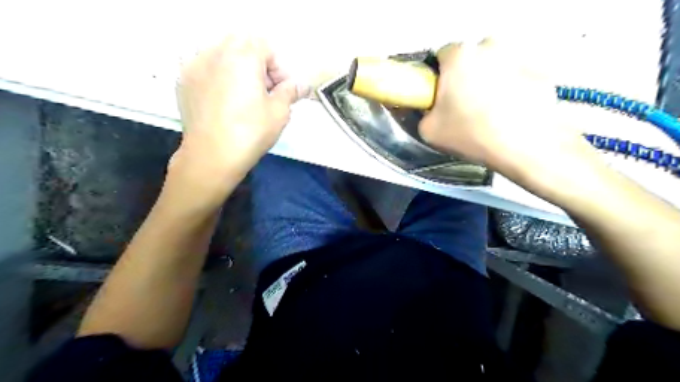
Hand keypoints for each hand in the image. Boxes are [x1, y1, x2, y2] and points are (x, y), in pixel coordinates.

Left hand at [172, 36, 306, 181]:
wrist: (212, 156)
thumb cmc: (251, 132)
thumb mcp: (279, 112)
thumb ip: (290, 92)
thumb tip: (302, 85)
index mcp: (243, 57)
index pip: (265, 46)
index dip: (278, 67)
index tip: (281, 90)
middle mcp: (216, 53)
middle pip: (241, 44)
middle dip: (257, 62)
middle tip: (264, 90)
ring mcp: (195, 65)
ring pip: (221, 53)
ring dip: (237, 67)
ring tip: (243, 95)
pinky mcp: (183, 81)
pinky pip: (204, 66)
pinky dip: (218, 75)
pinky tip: (223, 100)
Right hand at [418, 39, 595, 185]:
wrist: (523, 148)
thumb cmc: (472, 134)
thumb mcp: (428, 130)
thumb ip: (424, 113)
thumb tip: (431, 110)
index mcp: (459, 56)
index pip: (441, 56)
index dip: (438, 77)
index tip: (440, 95)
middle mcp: (490, 46)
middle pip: (469, 59)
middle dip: (464, 77)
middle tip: (462, 106)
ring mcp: (518, 56)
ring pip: (494, 67)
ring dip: (488, 82)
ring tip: (487, 113)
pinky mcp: (539, 72)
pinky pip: (515, 77)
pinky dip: (510, 90)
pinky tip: (508, 114)